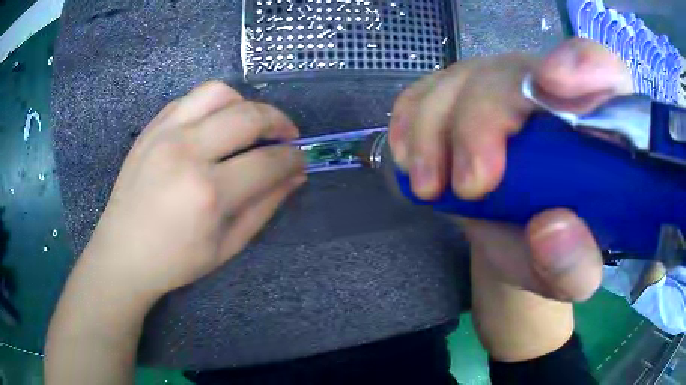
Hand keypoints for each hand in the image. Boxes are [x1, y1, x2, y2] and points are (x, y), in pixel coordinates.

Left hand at [83, 81, 305, 300]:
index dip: (294, 158)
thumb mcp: (228, 246)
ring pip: (219, 93)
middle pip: (249, 116)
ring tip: (251, 125)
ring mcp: (165, 134)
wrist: (122, 252)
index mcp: (208, 193)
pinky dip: (215, 104)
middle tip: (288, 137)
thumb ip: (265, 207)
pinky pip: (191, 98)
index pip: (268, 162)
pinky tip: (218, 123)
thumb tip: (296, 176)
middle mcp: (187, 152)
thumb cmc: (175, 260)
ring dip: (246, 104)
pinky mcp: (152, 128)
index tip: (302, 159)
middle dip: (280, 123)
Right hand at [389, 38, 633, 300]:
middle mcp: (555, 91)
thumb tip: (549, 229)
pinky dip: (411, 121)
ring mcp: (504, 87)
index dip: (582, 66)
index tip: (552, 88)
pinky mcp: (463, 96)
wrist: (519, 240)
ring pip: (463, 79)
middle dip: (484, 121)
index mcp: (602, 125)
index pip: (605, 69)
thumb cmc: (558, 254)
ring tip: (430, 187)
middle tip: (471, 184)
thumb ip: (575, 266)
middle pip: (516, 75)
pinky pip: (427, 90)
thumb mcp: (574, 277)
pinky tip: (412, 158)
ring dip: (436, 130)